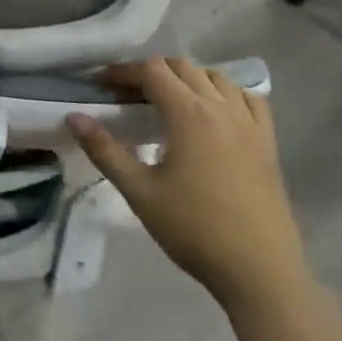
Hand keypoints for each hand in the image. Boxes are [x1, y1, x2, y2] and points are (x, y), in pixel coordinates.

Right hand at [67, 58, 309, 314]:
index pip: (152, 70)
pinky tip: (216, 113)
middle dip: (152, 72)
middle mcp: (221, 108)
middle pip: (183, 67)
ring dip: (188, 79)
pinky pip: (249, 99)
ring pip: (216, 78)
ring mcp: (250, 124)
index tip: (103, 84)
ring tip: (168, 102)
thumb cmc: (194, 230)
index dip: (124, 71)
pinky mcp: (268, 143)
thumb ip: (104, 150)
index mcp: (189, 114)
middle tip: (128, 95)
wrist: (260, 273)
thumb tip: (73, 117)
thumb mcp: (139, 192)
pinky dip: (227, 94)